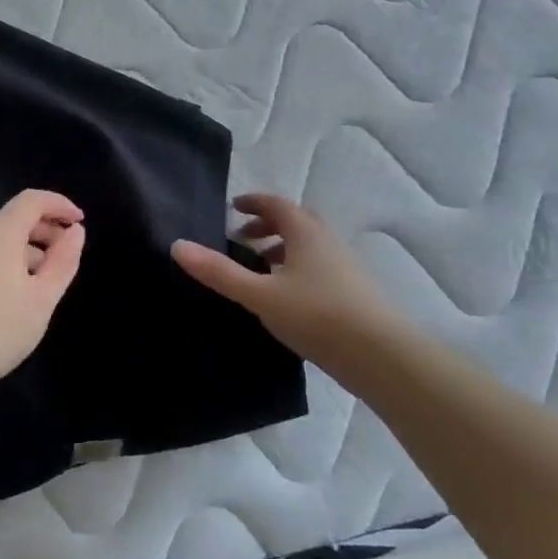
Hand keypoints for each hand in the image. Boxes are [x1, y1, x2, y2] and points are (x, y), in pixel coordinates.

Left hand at [0, 189, 86, 390]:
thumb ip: (63, 261)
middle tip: (65, 255)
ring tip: (42, 281)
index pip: (31, 200)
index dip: (59, 205)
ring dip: (24, 249)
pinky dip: (3, 262)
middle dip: (43, 229)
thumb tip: (75, 232)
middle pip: (12, 218)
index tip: (80, 221)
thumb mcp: (42, 298)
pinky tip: (11, 296)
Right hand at [171, 193, 406, 368]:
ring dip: (284, 248)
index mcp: (306, 233)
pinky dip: (298, 269)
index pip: (277, 205)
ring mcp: (345, 267)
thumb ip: (218, 272)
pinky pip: (320, 267)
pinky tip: (287, 297)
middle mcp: (328, 242)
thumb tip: (177, 246)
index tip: (234, 208)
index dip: (254, 203)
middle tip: (244, 238)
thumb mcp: (258, 294)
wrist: (381, 355)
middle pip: (296, 222)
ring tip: (261, 269)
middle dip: (268, 225)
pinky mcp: (354, 293)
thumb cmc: (316, 315)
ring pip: (310, 246)